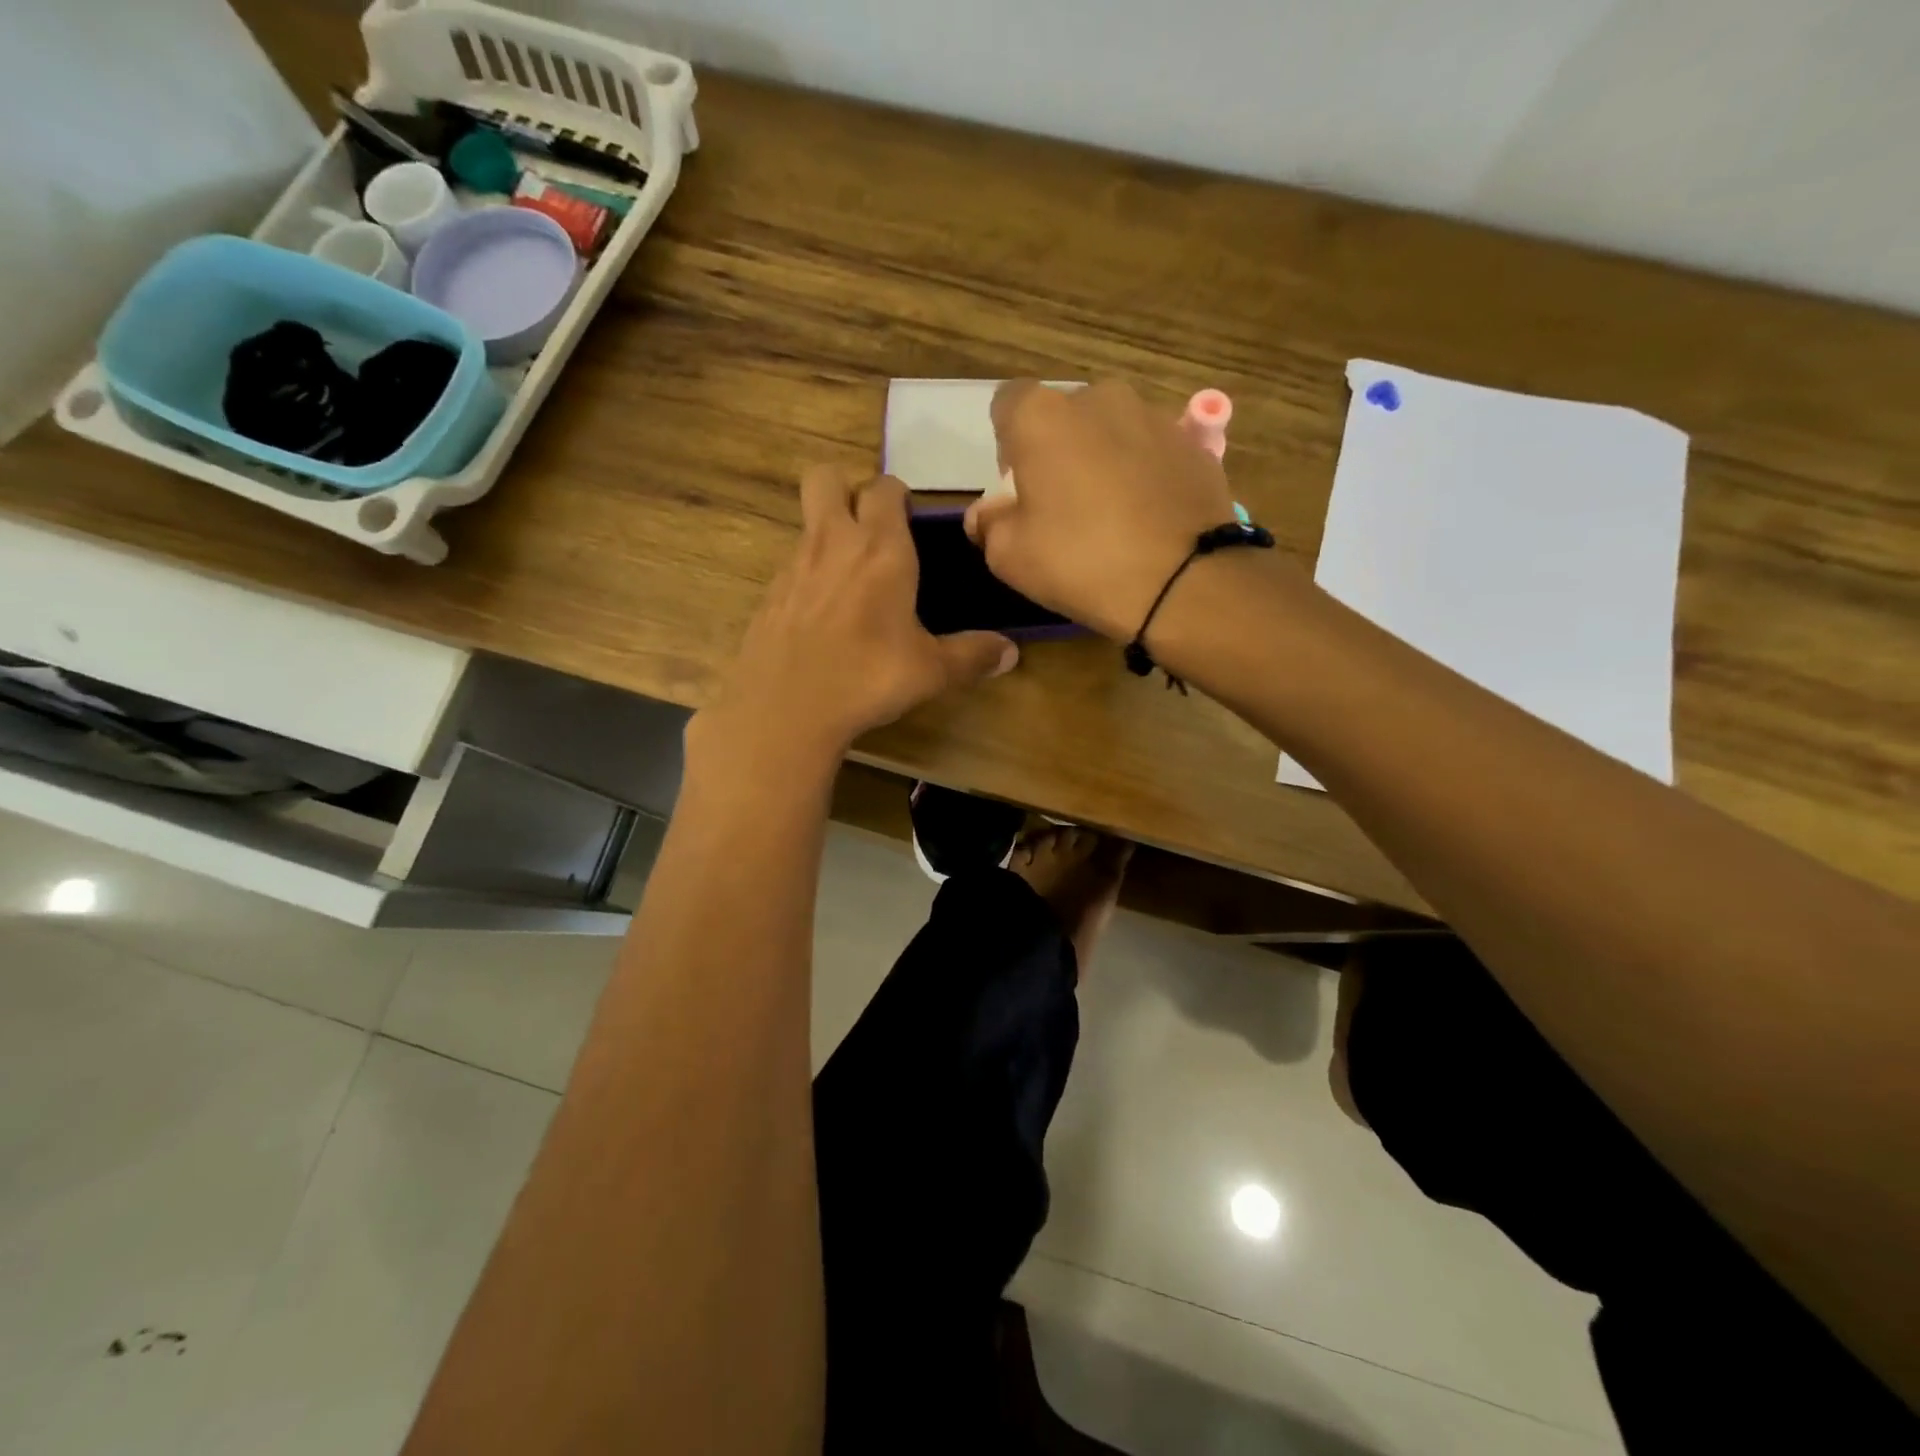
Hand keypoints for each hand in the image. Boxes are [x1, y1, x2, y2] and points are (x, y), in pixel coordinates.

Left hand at [697, 466, 1018, 762]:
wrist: (785, 710)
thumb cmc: (868, 678)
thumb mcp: (931, 671)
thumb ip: (972, 655)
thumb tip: (1010, 652)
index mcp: (881, 550)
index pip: (884, 487)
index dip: (898, 495)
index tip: (910, 521)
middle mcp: (833, 543)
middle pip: (826, 478)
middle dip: (848, 489)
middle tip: (870, 529)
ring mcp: (793, 567)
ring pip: (808, 523)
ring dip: (828, 535)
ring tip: (852, 582)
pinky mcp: (769, 595)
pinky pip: (791, 567)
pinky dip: (808, 577)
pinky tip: (822, 619)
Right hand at [965, 379, 1241, 640]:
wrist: (1183, 582)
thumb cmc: (1080, 562)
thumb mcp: (1009, 557)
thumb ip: (988, 524)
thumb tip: (988, 513)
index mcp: (1043, 416)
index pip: (1007, 404)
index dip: (1007, 444)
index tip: (1017, 487)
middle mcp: (1099, 398)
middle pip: (1065, 416)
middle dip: (1058, 450)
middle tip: (1063, 506)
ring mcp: (1154, 417)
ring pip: (1112, 431)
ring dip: (1103, 460)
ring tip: (1112, 516)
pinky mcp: (1194, 444)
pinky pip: (1152, 453)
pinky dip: (1144, 476)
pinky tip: (1147, 520)